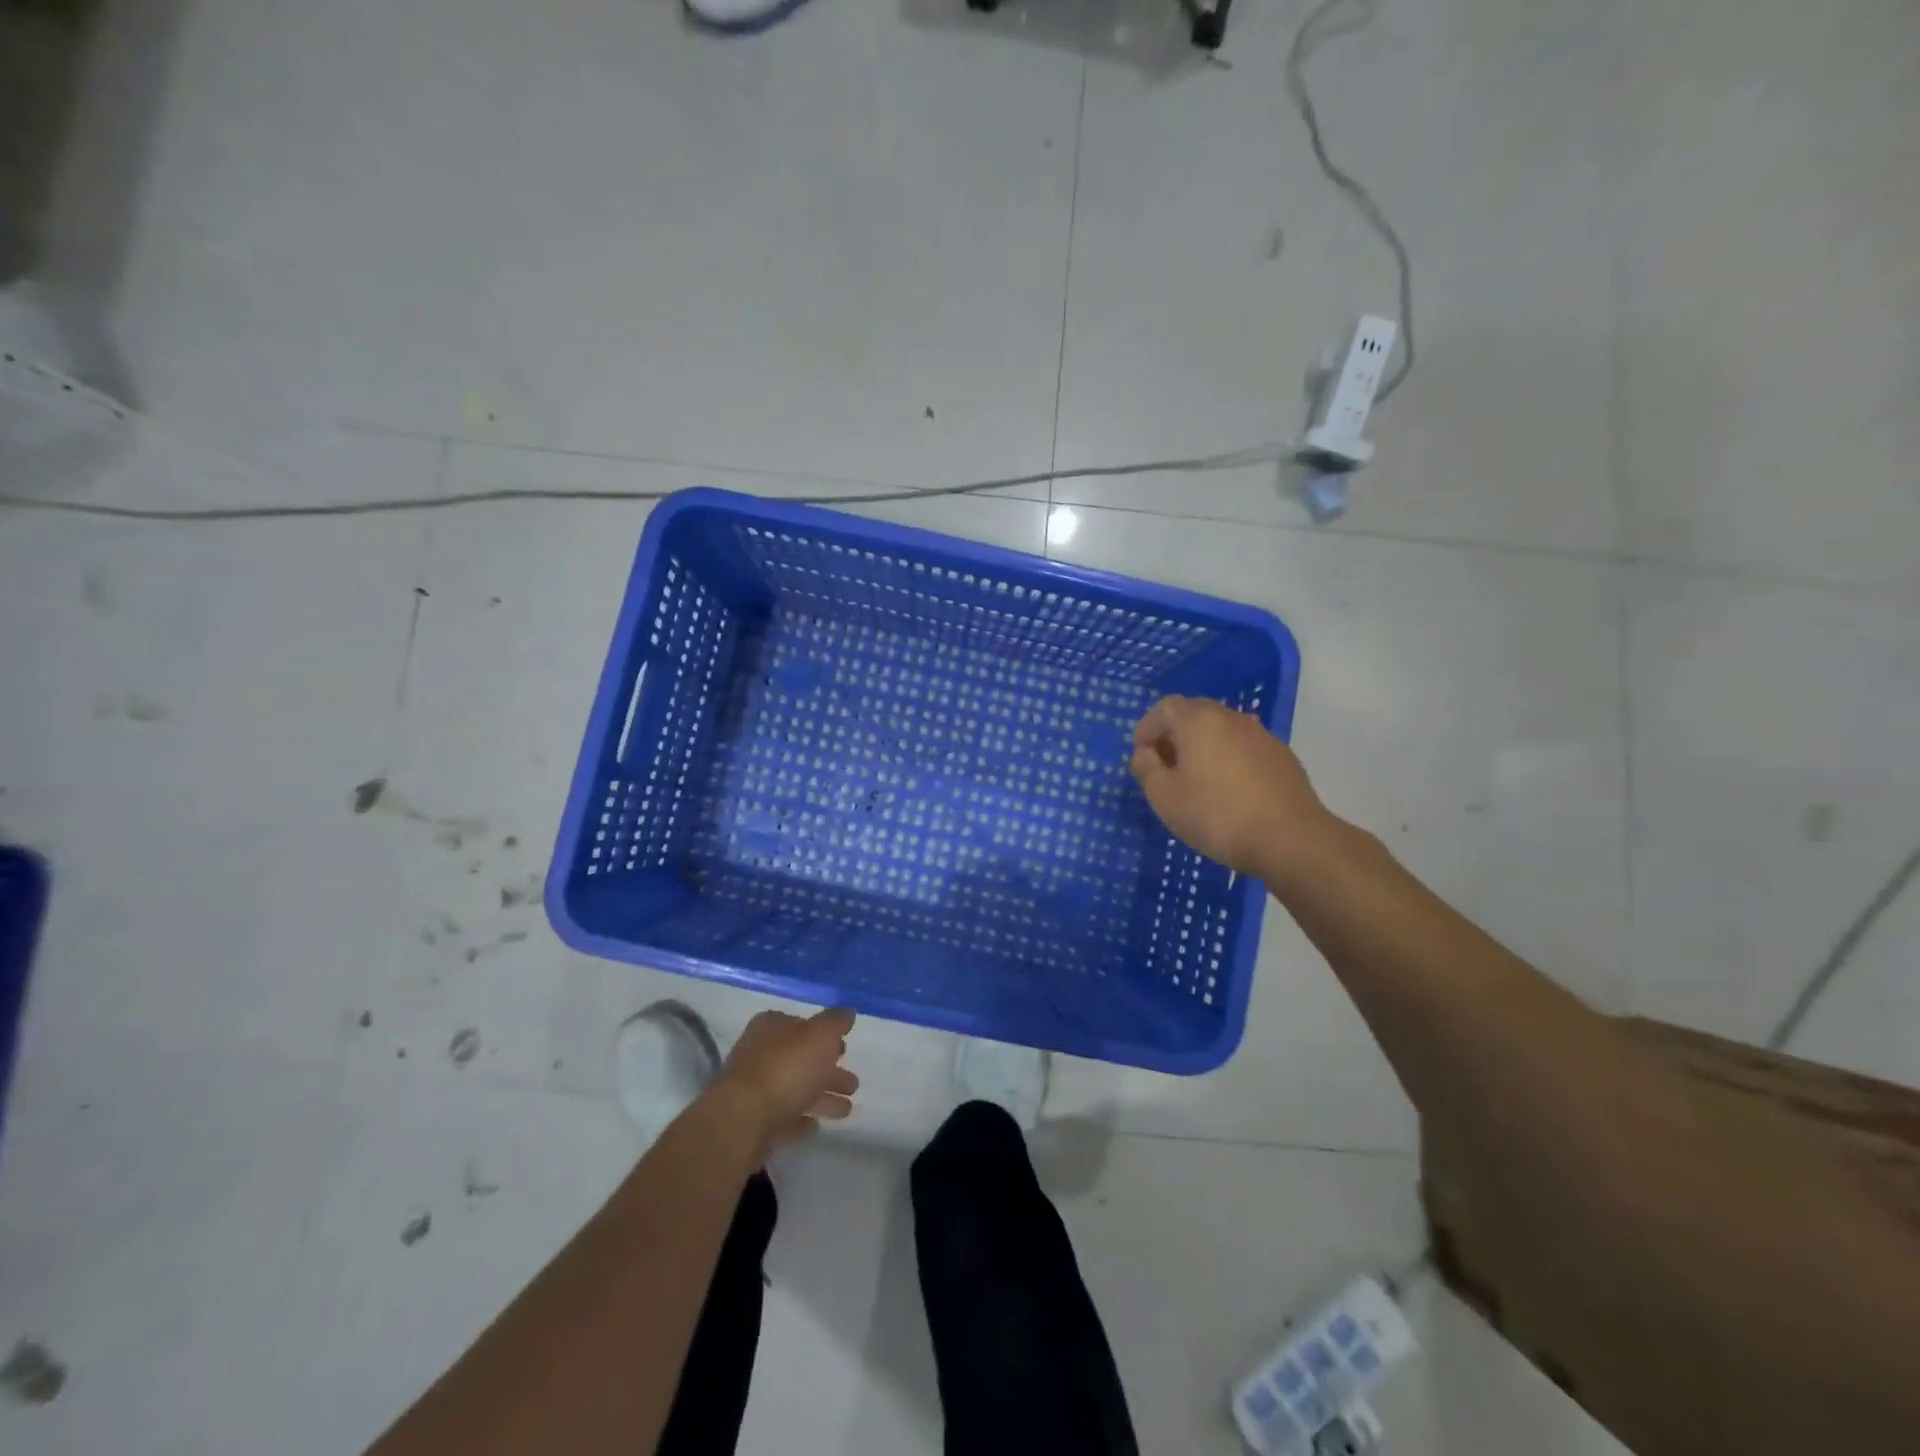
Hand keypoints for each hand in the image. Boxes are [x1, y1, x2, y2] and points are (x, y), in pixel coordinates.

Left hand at [709, 1007, 858, 1150]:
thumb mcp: (820, 1036)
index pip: (801, 1024)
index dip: (824, 1035)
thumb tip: (848, 1011)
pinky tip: (815, 1126)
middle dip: (828, 1069)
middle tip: (854, 1083)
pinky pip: (783, 1116)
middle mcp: (759, 1052)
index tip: (844, 1048)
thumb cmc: (785, 1069)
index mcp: (771, 1026)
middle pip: (800, 1058)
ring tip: (847, 1109)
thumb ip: (835, 1022)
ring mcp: (753, 1088)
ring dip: (821, 1096)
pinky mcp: (752, 1120)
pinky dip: (800, 1118)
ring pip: (795, 1088)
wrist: (741, 1121)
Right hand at [1129, 695, 1333, 877]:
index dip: (1147, 728)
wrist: (1291, 839)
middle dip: (1174, 736)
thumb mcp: (1164, 796)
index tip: (1141, 755)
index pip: (1164, 708)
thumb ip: (1146, 768)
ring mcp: (1262, 736)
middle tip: (1164, 767)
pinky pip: (1243, 749)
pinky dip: (1228, 760)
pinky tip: (1228, 791)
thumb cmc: (1217, 814)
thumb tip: (1145, 753)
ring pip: (1221, 732)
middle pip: (1195, 715)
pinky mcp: (1282, 757)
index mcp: (1200, 720)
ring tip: (1195, 781)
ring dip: (1202, 749)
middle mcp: (1232, 718)